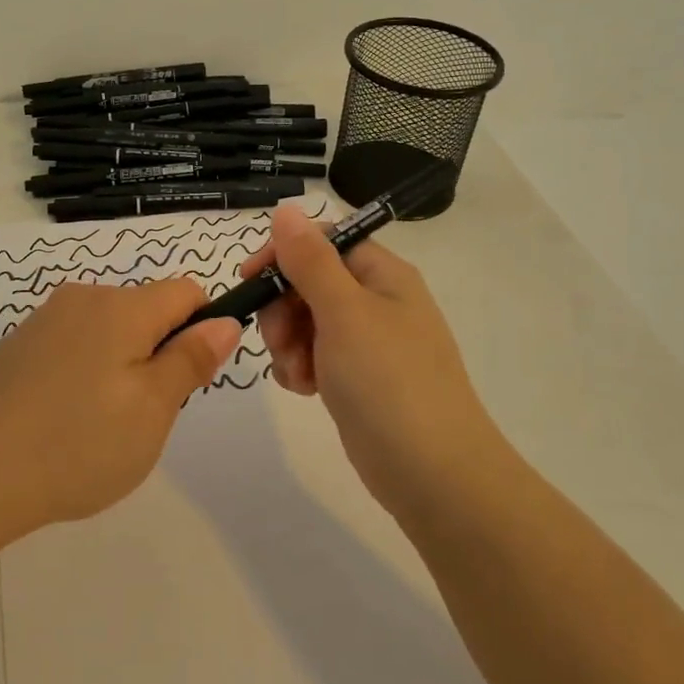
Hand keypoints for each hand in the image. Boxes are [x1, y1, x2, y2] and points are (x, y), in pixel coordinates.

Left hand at [0, 279, 241, 532]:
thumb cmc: (80, 444)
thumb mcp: (153, 409)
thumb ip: (192, 358)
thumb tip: (224, 320)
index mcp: (122, 307)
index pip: (186, 291)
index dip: (201, 328)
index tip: (186, 378)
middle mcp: (83, 298)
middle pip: (145, 309)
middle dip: (157, 351)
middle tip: (142, 413)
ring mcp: (44, 319)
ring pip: (108, 328)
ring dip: (120, 361)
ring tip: (99, 421)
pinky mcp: (18, 344)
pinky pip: (71, 343)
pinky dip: (82, 369)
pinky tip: (61, 417)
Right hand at [239, 202, 501, 514]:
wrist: (432, 474)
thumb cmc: (388, 381)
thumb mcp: (344, 312)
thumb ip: (310, 260)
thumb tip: (287, 209)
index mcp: (383, 274)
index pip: (324, 240)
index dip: (285, 253)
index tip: (251, 279)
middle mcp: (376, 301)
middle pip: (309, 281)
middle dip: (283, 308)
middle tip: (281, 340)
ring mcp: (367, 343)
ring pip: (305, 321)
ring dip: (288, 342)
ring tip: (298, 373)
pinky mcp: (357, 378)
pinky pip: (314, 356)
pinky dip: (301, 367)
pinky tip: (305, 389)